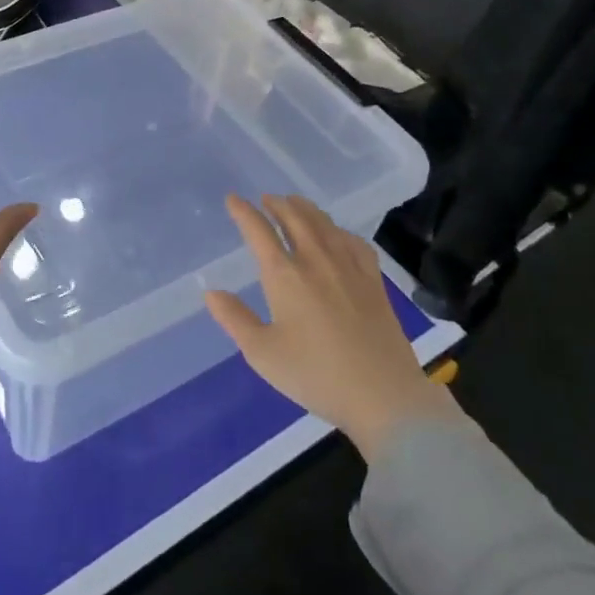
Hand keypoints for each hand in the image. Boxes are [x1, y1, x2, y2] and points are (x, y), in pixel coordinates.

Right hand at [205, 194, 456, 462]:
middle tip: (266, 199)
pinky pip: (354, 241)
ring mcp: (348, 267)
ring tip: (296, 204)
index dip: (243, 212)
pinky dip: (338, 229)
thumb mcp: (263, 354)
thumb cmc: (316, 375)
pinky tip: (337, 235)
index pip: (259, 231)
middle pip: (294, 218)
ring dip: (305, 209)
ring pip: (324, 223)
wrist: (383, 395)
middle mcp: (315, 260)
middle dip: (277, 204)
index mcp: (284, 275)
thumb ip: (235, 319)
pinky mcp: (373, 280)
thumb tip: (211, 293)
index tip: (233, 199)